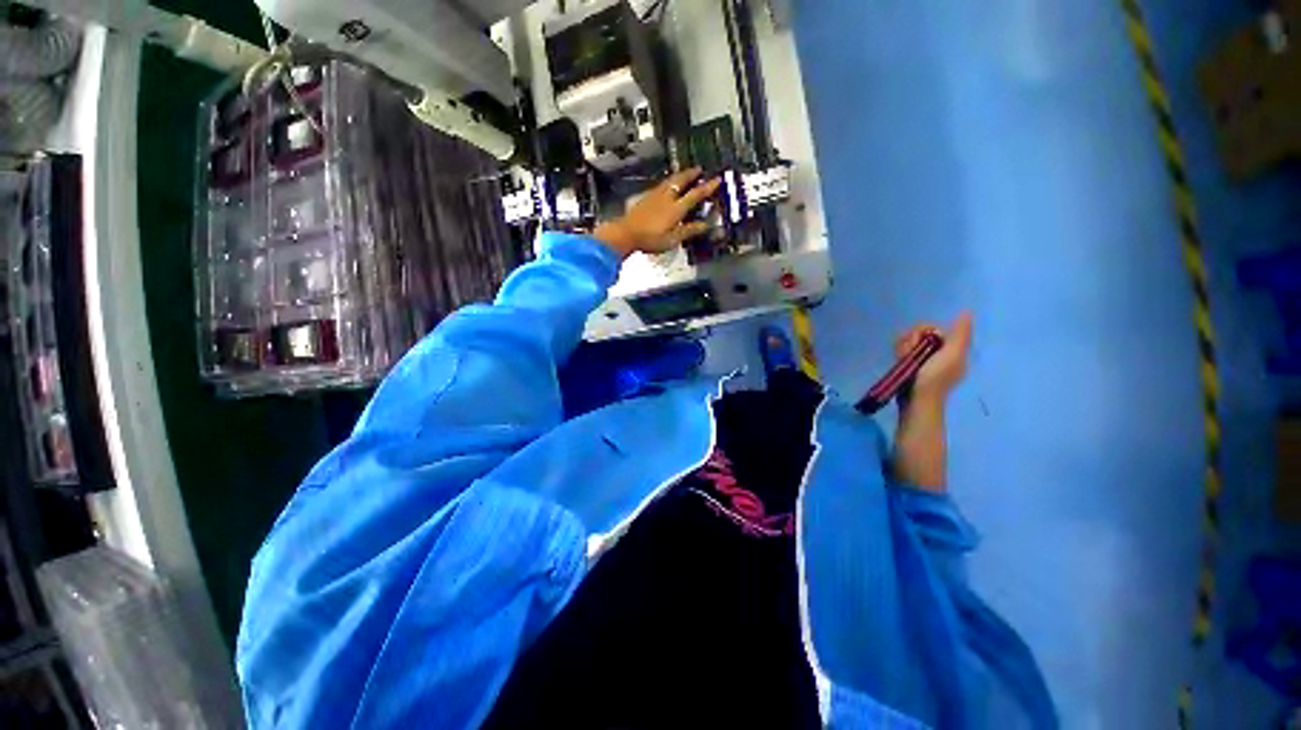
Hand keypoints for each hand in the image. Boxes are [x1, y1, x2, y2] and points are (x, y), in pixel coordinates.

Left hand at [594, 168, 721, 258]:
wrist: (626, 233)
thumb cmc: (651, 238)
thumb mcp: (673, 238)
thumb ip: (689, 230)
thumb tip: (704, 225)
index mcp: (676, 207)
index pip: (696, 194)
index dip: (707, 186)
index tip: (717, 179)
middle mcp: (667, 197)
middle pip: (681, 180)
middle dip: (691, 174)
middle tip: (699, 169)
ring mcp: (654, 196)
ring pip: (670, 181)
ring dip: (679, 175)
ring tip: (684, 173)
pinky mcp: (645, 198)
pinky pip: (661, 185)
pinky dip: (668, 182)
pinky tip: (666, 186)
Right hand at [895, 312, 972, 401]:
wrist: (916, 399)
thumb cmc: (936, 377)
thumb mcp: (953, 354)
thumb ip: (960, 333)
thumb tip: (966, 311)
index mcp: (951, 349)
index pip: (935, 329)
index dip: (926, 330)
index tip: (923, 337)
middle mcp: (937, 352)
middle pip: (920, 334)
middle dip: (913, 338)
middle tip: (911, 348)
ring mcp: (920, 359)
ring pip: (909, 341)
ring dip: (904, 346)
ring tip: (903, 357)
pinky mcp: (907, 365)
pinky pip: (901, 350)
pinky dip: (899, 352)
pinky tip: (898, 358)